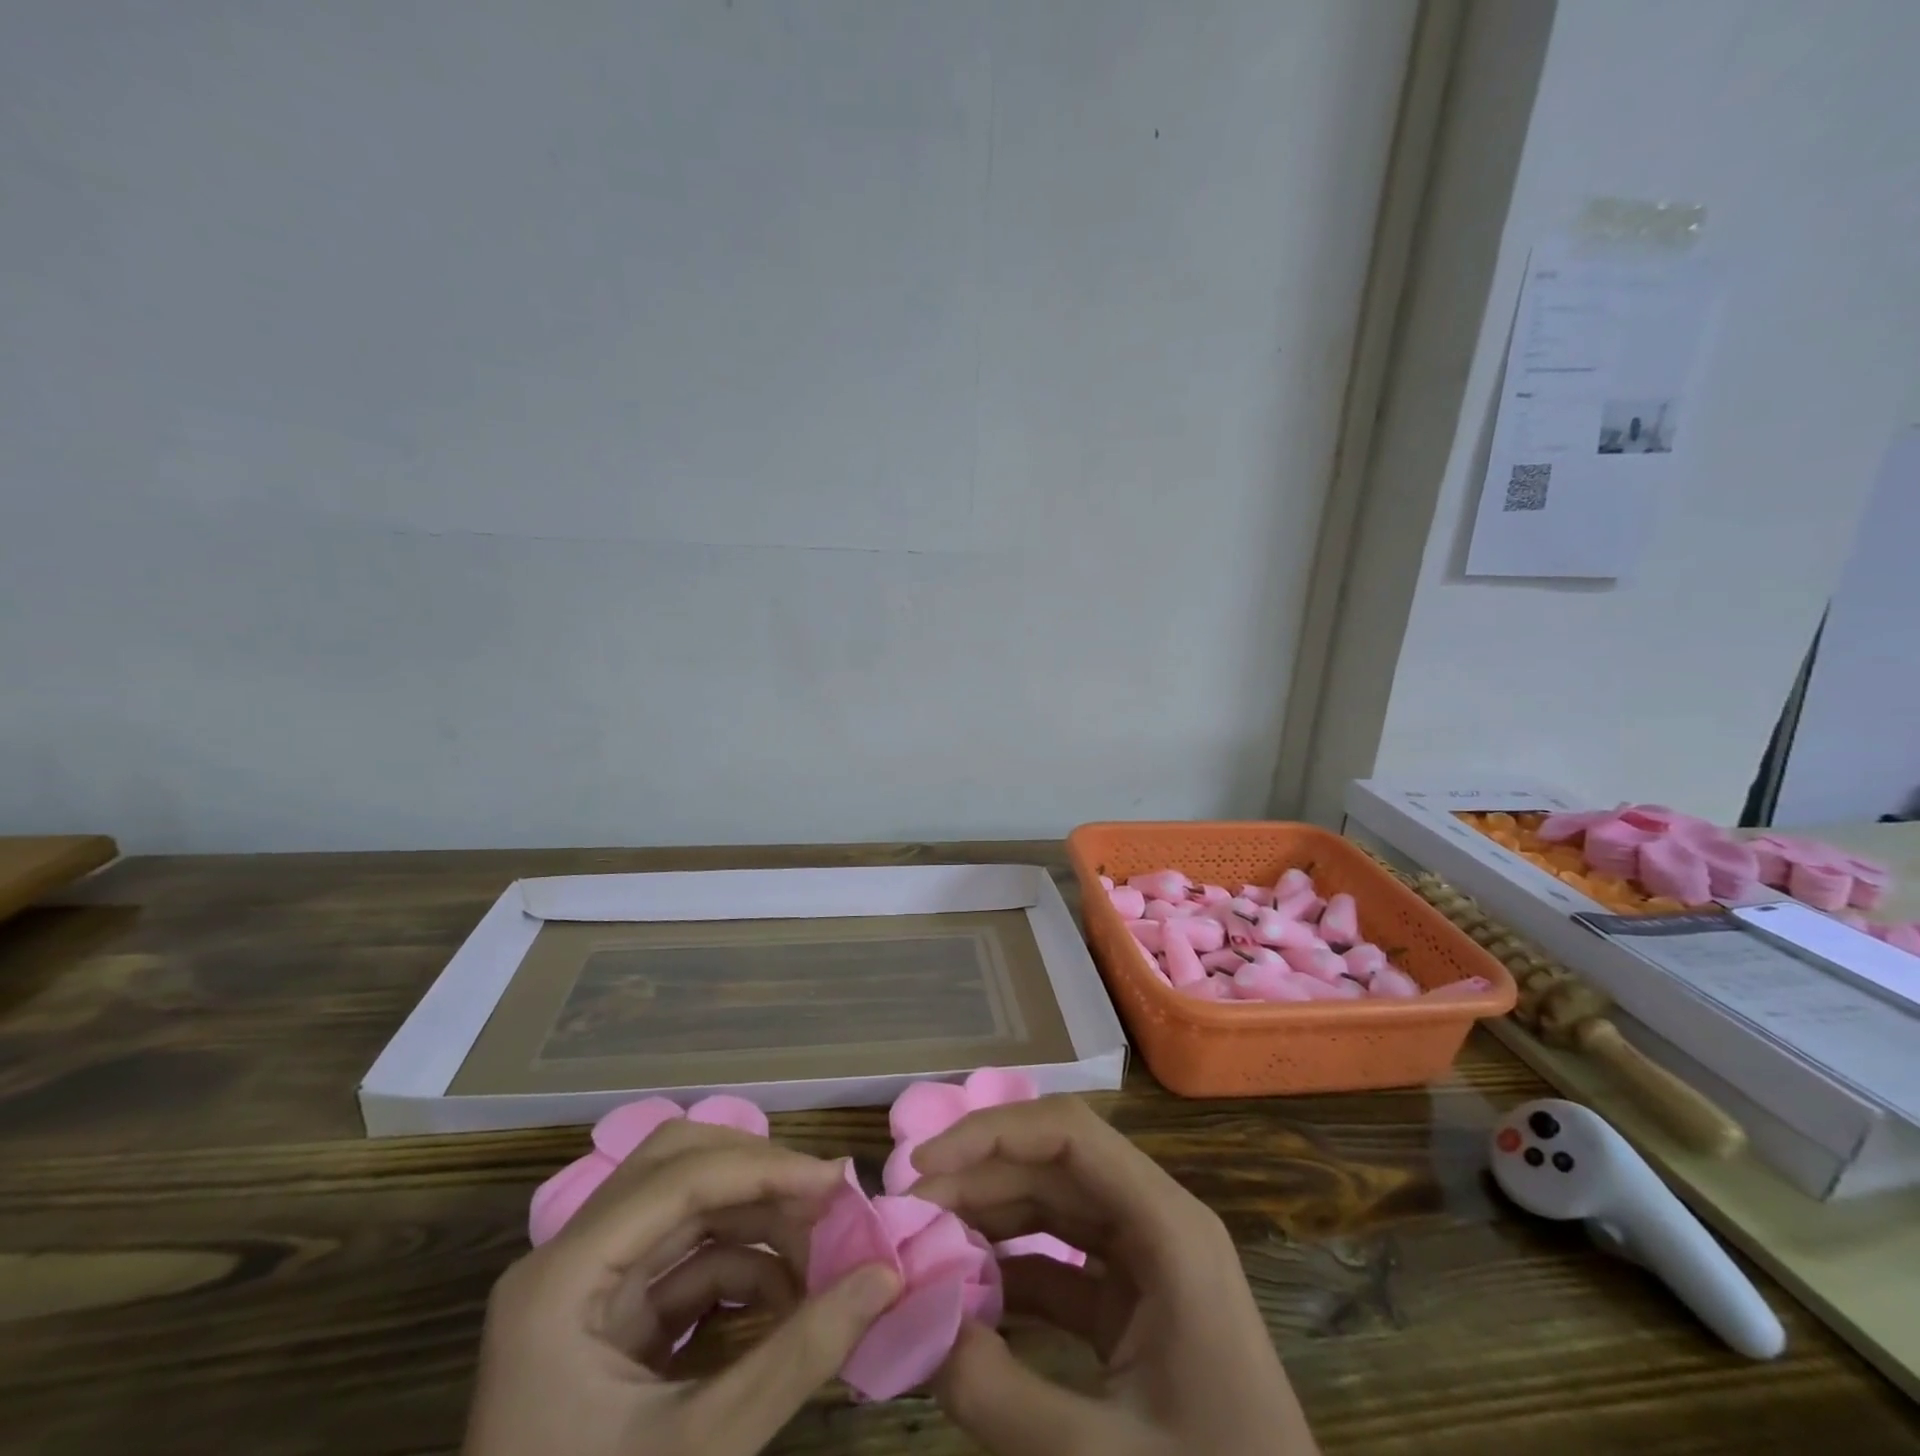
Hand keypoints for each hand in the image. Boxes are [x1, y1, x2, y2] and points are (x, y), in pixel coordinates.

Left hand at [464, 1120, 899, 1455]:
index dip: (764, 1169)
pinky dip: (742, 1266)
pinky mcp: (609, 1321)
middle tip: (827, 1198)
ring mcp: (584, 1289)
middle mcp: (566, 1261)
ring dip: (757, 1220)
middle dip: (758, 1175)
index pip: (676, 1178)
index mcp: (559, 1281)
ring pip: (684, 1207)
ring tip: (823, 1250)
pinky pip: (684, 1261)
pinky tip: (791, 1296)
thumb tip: (886, 1277)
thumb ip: (797, 1356)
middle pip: (674, 1167)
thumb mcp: (701, 1452)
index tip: (839, 1182)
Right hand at [911, 1096, 1317, 1455]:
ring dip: (991, 1217)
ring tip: (927, 1242)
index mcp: (1168, 1227)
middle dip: (979, 1177)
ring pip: (1055, 1206)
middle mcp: (1157, 1223)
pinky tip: (968, 1293)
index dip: (992, 1133)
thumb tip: (916, 1325)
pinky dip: (1012, 1269)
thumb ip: (998, 1395)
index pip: (1069, 1135)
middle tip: (909, 1210)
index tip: (925, 1165)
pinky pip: (1062, 1262)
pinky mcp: (1135, 1304)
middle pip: (1056, 1164)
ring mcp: (1147, 1263)